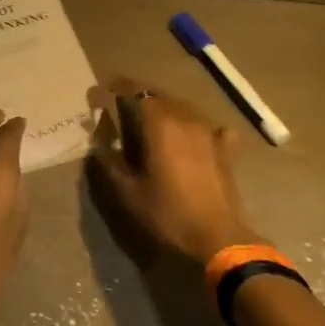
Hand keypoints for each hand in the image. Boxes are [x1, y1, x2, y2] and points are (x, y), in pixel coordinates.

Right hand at [89, 76, 262, 263]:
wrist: (217, 238)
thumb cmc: (167, 214)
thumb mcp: (128, 192)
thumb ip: (110, 162)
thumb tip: (98, 140)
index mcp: (160, 125)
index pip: (137, 92)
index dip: (119, 87)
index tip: (104, 89)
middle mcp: (186, 120)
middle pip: (161, 96)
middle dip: (141, 96)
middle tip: (123, 105)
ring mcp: (210, 133)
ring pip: (185, 108)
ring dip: (167, 108)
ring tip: (153, 120)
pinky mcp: (226, 150)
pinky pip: (209, 127)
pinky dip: (196, 126)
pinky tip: (194, 136)